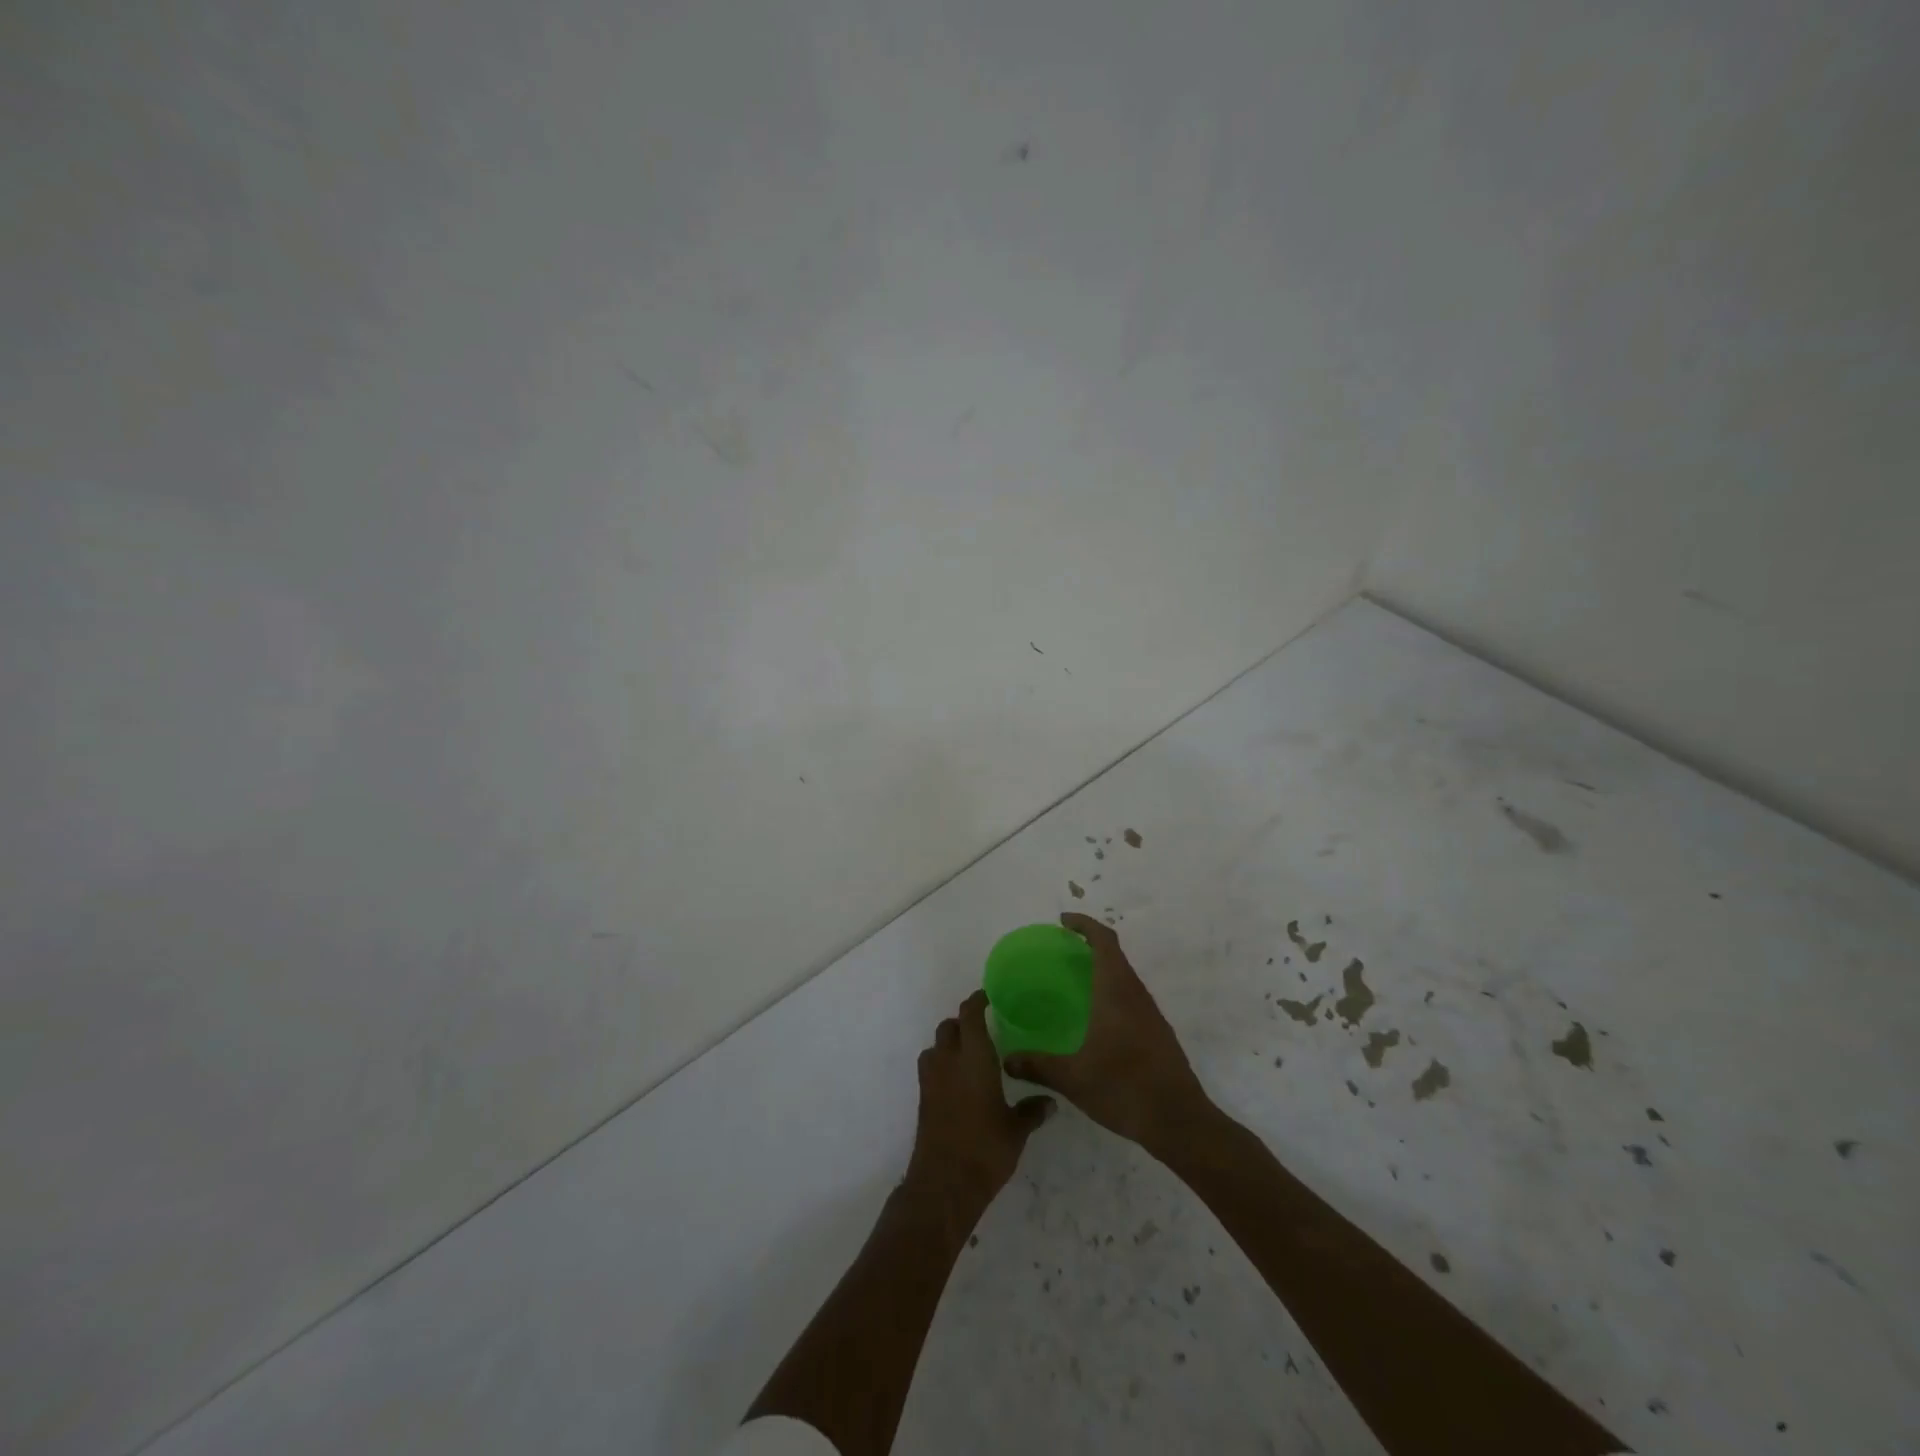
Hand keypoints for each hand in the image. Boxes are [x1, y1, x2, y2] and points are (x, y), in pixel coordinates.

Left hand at [906, 990, 1053, 1214]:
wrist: (944, 1183)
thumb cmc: (985, 1149)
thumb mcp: (1016, 1130)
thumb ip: (1032, 1110)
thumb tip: (1050, 1102)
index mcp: (974, 1057)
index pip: (970, 1015)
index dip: (977, 1001)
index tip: (988, 997)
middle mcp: (948, 1061)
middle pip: (949, 1027)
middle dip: (963, 1023)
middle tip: (983, 1029)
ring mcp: (931, 1080)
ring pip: (936, 1046)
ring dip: (949, 1044)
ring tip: (969, 1055)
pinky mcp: (923, 1099)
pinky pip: (931, 1068)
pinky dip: (942, 1066)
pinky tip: (959, 1083)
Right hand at [1002, 913, 1211, 1156]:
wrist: (1179, 1122)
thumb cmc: (1124, 1089)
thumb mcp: (1073, 1078)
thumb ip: (1037, 1065)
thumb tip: (1007, 1060)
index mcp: (1116, 993)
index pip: (1104, 942)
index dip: (1084, 925)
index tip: (1063, 921)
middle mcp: (1136, 995)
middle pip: (1115, 955)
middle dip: (1090, 944)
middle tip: (1061, 951)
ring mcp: (1151, 1015)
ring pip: (1125, 977)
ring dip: (1102, 969)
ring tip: (1074, 981)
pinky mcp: (1158, 1034)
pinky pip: (1131, 998)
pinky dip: (1112, 991)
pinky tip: (1096, 1018)